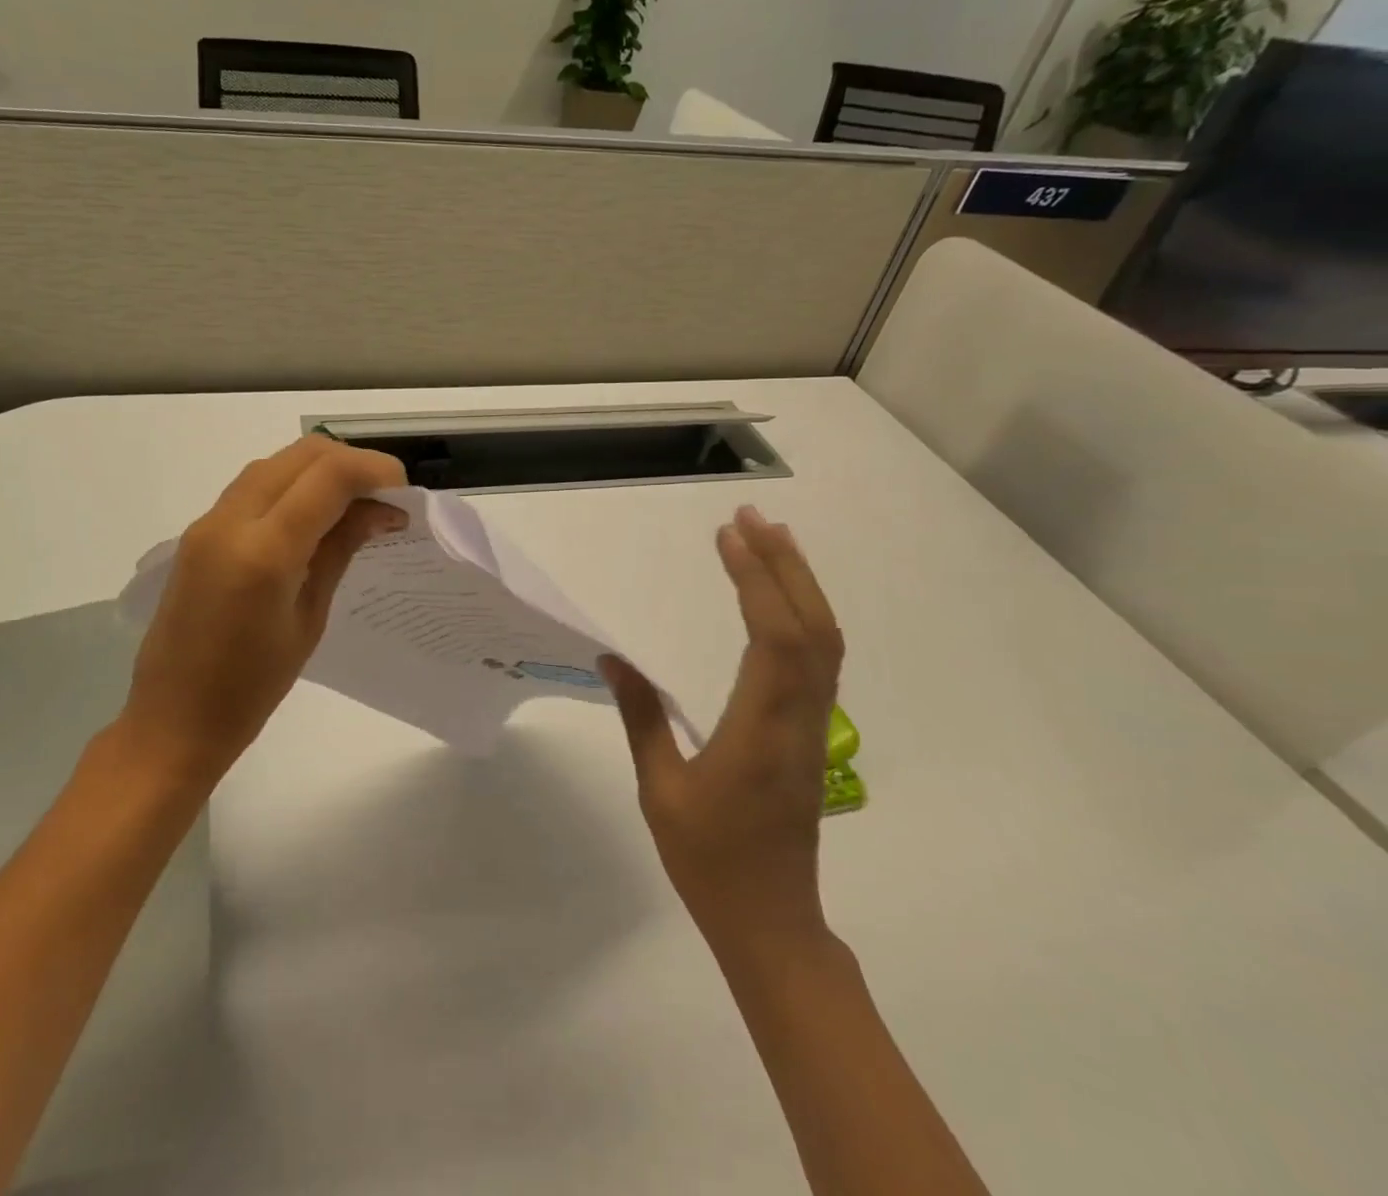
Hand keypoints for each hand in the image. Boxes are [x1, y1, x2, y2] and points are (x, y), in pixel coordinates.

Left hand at [120, 436, 407, 786]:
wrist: (172, 720)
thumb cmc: (251, 689)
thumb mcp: (309, 618)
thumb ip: (340, 549)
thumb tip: (381, 510)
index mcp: (264, 552)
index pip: (329, 476)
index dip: (375, 471)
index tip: (404, 496)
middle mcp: (231, 521)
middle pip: (301, 455)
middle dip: (352, 463)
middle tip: (385, 497)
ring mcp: (208, 522)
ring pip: (276, 463)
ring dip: (321, 470)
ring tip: (356, 504)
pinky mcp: (199, 531)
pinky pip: (254, 486)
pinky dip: (292, 484)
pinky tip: (314, 514)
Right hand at [601, 505, 843, 946]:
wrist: (772, 921)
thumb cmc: (710, 859)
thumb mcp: (660, 789)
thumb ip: (641, 717)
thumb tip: (613, 659)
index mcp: (761, 728)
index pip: (772, 637)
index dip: (755, 579)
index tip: (728, 536)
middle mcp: (799, 718)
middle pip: (811, 626)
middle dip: (784, 564)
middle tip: (751, 518)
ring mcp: (813, 725)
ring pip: (824, 641)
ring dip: (799, 584)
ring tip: (770, 540)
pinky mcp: (811, 733)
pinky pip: (819, 660)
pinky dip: (802, 614)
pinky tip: (780, 599)